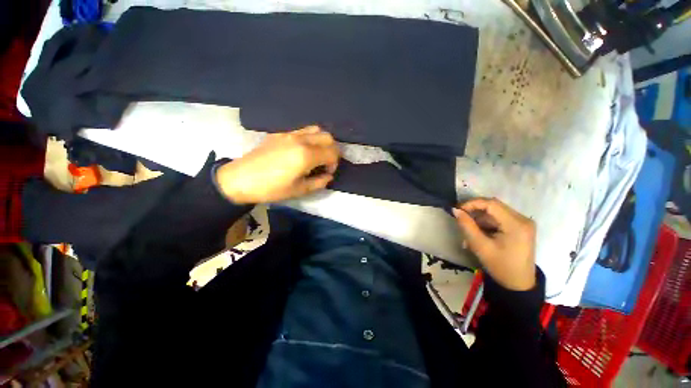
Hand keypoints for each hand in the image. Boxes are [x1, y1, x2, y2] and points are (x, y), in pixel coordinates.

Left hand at [216, 126, 339, 203]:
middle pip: (328, 137)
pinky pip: (302, 130)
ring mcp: (289, 134)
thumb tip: (328, 176)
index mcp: (306, 155)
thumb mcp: (299, 190)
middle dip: (332, 150)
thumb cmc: (271, 188)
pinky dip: (309, 138)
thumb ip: (319, 182)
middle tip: (324, 164)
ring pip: (316, 130)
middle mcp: (301, 140)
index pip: (332, 152)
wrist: (240, 179)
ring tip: (315, 155)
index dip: (334, 163)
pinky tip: (301, 151)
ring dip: (321, 142)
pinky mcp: (280, 133)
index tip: (327, 172)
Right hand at [453, 198, 536, 290]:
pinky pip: (499, 219)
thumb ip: (467, 226)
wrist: (518, 284)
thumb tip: (455, 210)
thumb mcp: (480, 246)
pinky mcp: (520, 227)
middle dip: (474, 210)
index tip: (457, 209)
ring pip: (495, 212)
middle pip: (493, 206)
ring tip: (468, 231)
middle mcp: (523, 219)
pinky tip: (478, 234)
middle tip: (460, 217)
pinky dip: (486, 224)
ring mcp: (522, 223)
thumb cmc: (500, 266)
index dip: (472, 203)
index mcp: (516, 224)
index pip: (491, 204)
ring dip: (479, 219)